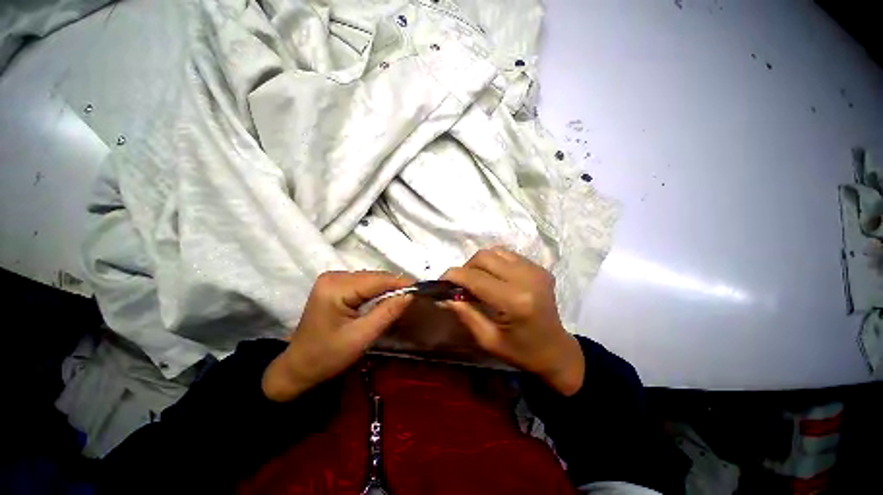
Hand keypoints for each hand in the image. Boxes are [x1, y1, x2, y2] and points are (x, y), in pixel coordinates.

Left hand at [262, 271, 413, 401]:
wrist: (299, 366)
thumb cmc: (328, 356)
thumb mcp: (362, 337)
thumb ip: (387, 312)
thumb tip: (410, 294)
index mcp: (336, 288)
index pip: (376, 280)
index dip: (400, 283)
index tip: (421, 288)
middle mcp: (333, 276)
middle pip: (373, 277)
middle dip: (394, 286)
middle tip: (414, 296)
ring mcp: (332, 279)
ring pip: (370, 278)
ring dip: (387, 288)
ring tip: (402, 298)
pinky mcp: (334, 284)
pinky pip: (363, 283)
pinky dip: (376, 290)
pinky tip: (384, 299)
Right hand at [441, 248, 584, 395]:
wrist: (556, 350)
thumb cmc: (521, 352)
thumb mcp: (487, 339)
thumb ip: (465, 314)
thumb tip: (444, 297)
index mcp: (514, 301)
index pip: (475, 278)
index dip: (453, 276)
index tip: (441, 282)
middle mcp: (526, 278)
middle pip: (484, 257)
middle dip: (466, 268)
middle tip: (461, 285)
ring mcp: (536, 270)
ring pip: (495, 251)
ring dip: (480, 264)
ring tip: (477, 281)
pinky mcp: (540, 268)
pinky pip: (508, 255)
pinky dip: (495, 263)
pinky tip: (495, 278)